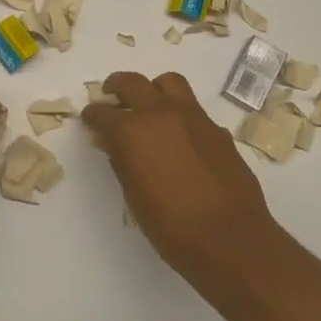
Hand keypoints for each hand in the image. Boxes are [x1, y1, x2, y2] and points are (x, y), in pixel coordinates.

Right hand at [81, 71, 285, 292]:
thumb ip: (121, 161)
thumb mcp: (134, 196)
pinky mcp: (216, 128)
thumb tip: (113, 143)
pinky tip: (179, 137)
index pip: (103, 112)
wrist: (230, 239)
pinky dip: (179, 112)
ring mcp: (193, 117)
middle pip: (132, 83)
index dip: (92, 115)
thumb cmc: (172, 226)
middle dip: (117, 86)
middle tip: (111, 96)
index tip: (89, 118)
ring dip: (153, 89)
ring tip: (149, 106)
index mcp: (132, 131)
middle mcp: (161, 113)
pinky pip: (193, 107)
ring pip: (168, 82)